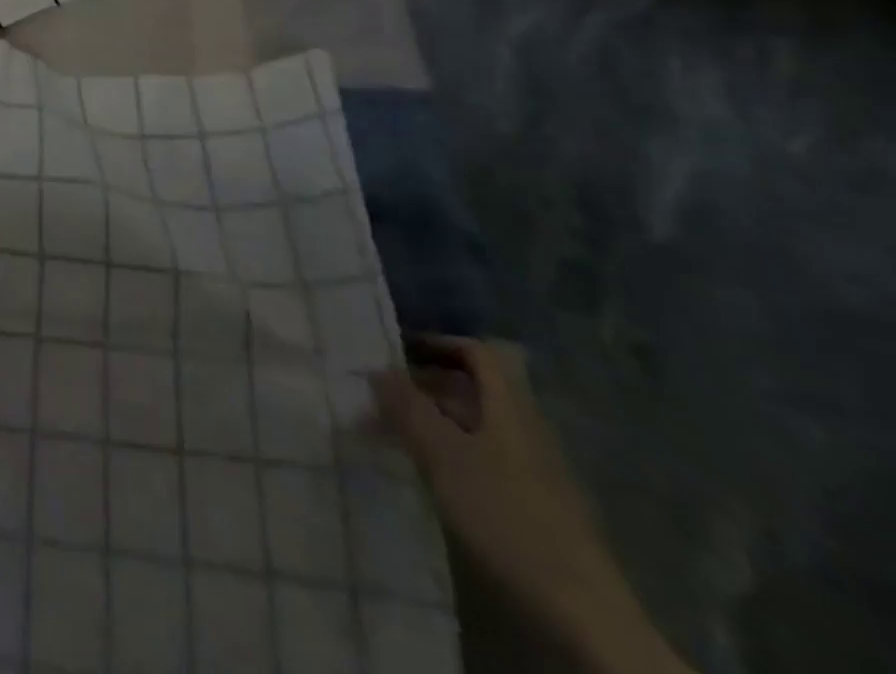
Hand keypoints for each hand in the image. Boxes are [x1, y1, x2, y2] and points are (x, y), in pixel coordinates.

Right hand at [372, 337, 692, 673]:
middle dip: (425, 385)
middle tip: (380, 393)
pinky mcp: (534, 508)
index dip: (438, 343)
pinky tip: (426, 475)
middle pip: (474, 390)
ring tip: (391, 433)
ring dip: (433, 422)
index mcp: (511, 408)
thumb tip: (376, 367)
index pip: (477, 353)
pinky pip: (483, 461)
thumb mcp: (444, 455)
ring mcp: (534, 472)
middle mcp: (526, 430)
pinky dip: (449, 455)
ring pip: (476, 427)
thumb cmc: (506, 515)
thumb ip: (407, 407)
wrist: (583, 615)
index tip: (396, 349)